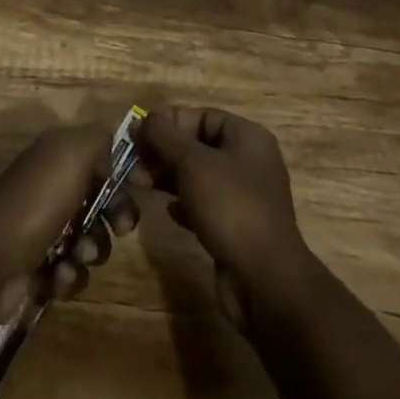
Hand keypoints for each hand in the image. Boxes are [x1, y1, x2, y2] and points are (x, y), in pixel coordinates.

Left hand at [0, 121, 139, 309]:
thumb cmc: (37, 200)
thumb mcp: (73, 152)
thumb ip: (101, 139)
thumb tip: (118, 148)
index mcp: (58, 153)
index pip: (102, 155)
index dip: (123, 172)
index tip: (140, 190)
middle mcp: (51, 184)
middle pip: (101, 199)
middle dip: (115, 216)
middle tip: (120, 228)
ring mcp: (43, 226)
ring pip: (90, 239)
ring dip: (92, 250)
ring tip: (76, 256)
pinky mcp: (38, 265)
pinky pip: (71, 271)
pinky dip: (69, 276)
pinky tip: (56, 277)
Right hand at [136, 107, 310, 325]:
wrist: (265, 282)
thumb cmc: (230, 207)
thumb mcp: (191, 163)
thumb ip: (163, 136)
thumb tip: (140, 120)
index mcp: (247, 137)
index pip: (201, 116)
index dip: (169, 122)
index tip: (139, 134)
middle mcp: (249, 161)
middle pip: (198, 145)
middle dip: (164, 151)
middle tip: (134, 163)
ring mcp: (245, 197)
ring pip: (199, 176)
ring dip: (169, 177)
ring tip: (141, 184)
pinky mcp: (238, 227)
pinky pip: (206, 204)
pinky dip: (185, 203)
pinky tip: (168, 210)